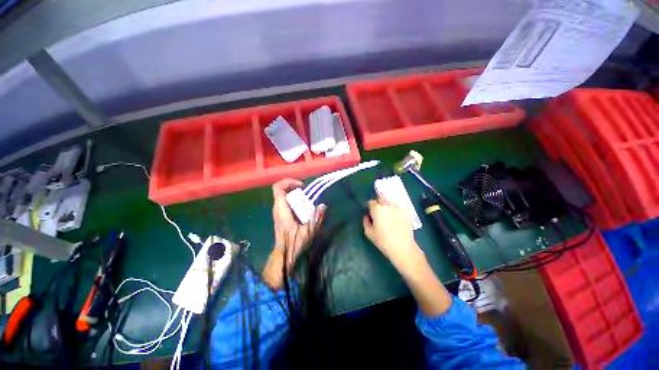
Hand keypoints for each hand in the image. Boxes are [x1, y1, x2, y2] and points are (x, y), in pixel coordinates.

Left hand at [271, 178, 324, 266]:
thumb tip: (323, 206)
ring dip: (296, 196)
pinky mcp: (281, 216)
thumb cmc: (294, 244)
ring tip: (308, 202)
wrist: (284, 256)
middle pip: (283, 190)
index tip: (302, 186)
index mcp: (281, 209)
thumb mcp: (308, 231)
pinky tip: (305, 210)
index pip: (278, 187)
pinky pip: (287, 203)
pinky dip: (295, 202)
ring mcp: (278, 212)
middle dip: (296, 189)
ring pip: (285, 197)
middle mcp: (277, 209)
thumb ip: (316, 218)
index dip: (289, 182)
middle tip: (307, 195)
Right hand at [363, 195, 422, 271]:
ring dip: (389, 207)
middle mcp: (387, 205)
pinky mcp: (407, 211)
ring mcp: (398, 207)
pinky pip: (399, 208)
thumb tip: (367, 216)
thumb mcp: (369, 233)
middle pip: (381, 198)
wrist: (403, 247)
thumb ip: (365, 222)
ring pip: (391, 203)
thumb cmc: (383, 241)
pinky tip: (398, 220)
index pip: (371, 202)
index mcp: (377, 209)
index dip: (371, 207)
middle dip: (379, 203)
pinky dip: (398, 211)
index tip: (372, 213)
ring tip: (391, 217)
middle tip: (381, 213)